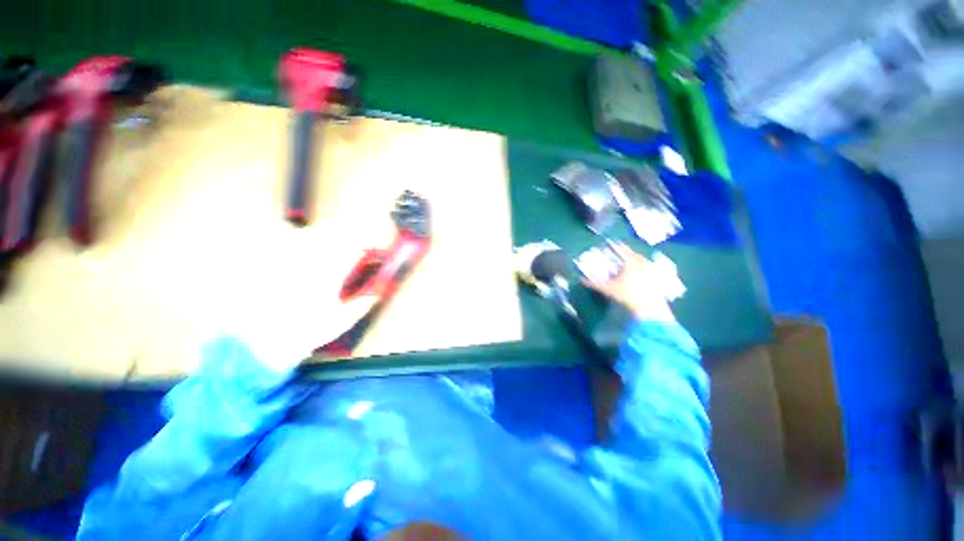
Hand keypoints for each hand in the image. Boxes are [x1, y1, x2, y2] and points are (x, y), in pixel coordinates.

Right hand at [583, 244, 677, 322]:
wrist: (649, 308)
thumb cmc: (627, 295)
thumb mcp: (608, 289)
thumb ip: (595, 284)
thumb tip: (582, 280)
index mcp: (631, 262)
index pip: (623, 250)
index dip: (617, 246)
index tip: (613, 243)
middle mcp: (643, 264)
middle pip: (635, 255)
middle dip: (627, 254)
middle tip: (620, 255)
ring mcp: (652, 272)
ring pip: (643, 262)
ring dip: (635, 262)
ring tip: (628, 266)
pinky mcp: (657, 280)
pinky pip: (648, 271)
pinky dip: (642, 270)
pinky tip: (638, 277)